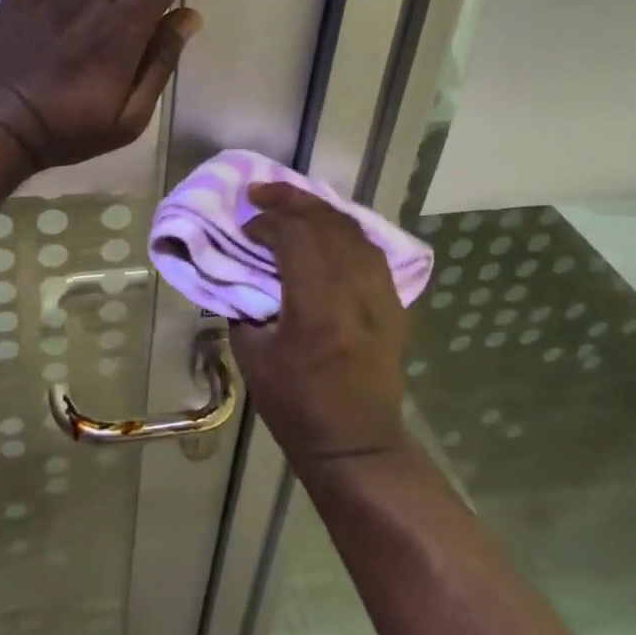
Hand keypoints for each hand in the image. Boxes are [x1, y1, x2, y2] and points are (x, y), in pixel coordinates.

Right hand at [229, 182, 411, 473]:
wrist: (356, 443)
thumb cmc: (296, 406)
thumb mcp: (253, 355)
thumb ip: (244, 304)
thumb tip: (241, 270)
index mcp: (317, 308)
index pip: (296, 237)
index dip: (268, 221)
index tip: (246, 227)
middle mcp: (356, 292)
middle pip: (327, 223)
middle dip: (292, 199)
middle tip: (262, 191)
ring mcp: (382, 295)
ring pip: (353, 230)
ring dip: (320, 209)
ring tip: (292, 203)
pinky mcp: (394, 302)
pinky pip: (370, 249)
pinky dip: (343, 230)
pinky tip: (325, 230)